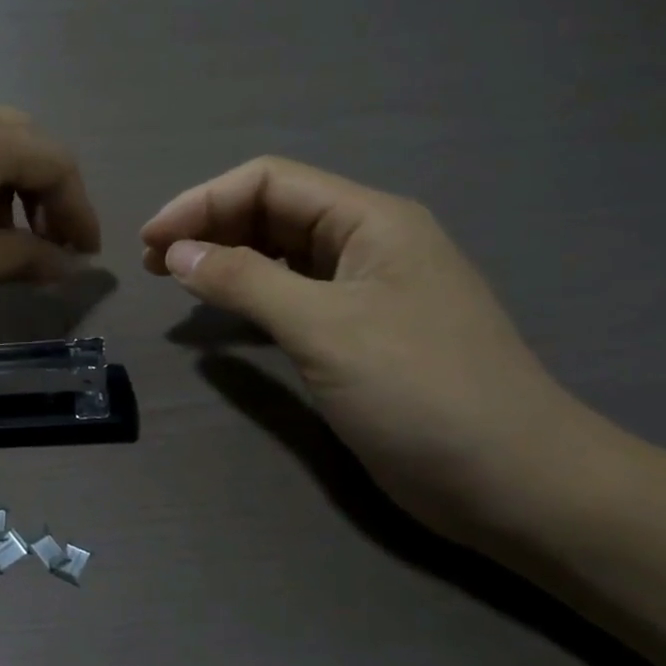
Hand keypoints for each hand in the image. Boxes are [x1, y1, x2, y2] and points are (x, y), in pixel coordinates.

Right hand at [141, 157, 604, 537]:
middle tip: (153, 261)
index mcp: (370, 221)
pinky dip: (251, 294)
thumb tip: (177, 252)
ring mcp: (366, 290)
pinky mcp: (360, 333)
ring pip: (281, 253)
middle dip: (210, 226)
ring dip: (226, 258)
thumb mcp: (325, 328)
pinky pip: (293, 295)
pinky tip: (223, 308)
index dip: (203, 201)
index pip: (270, 182)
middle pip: (273, 212)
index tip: (151, 240)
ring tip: (174, 278)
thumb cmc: (421, 392)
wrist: (514, 483)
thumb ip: (246, 282)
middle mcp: (367, 244)